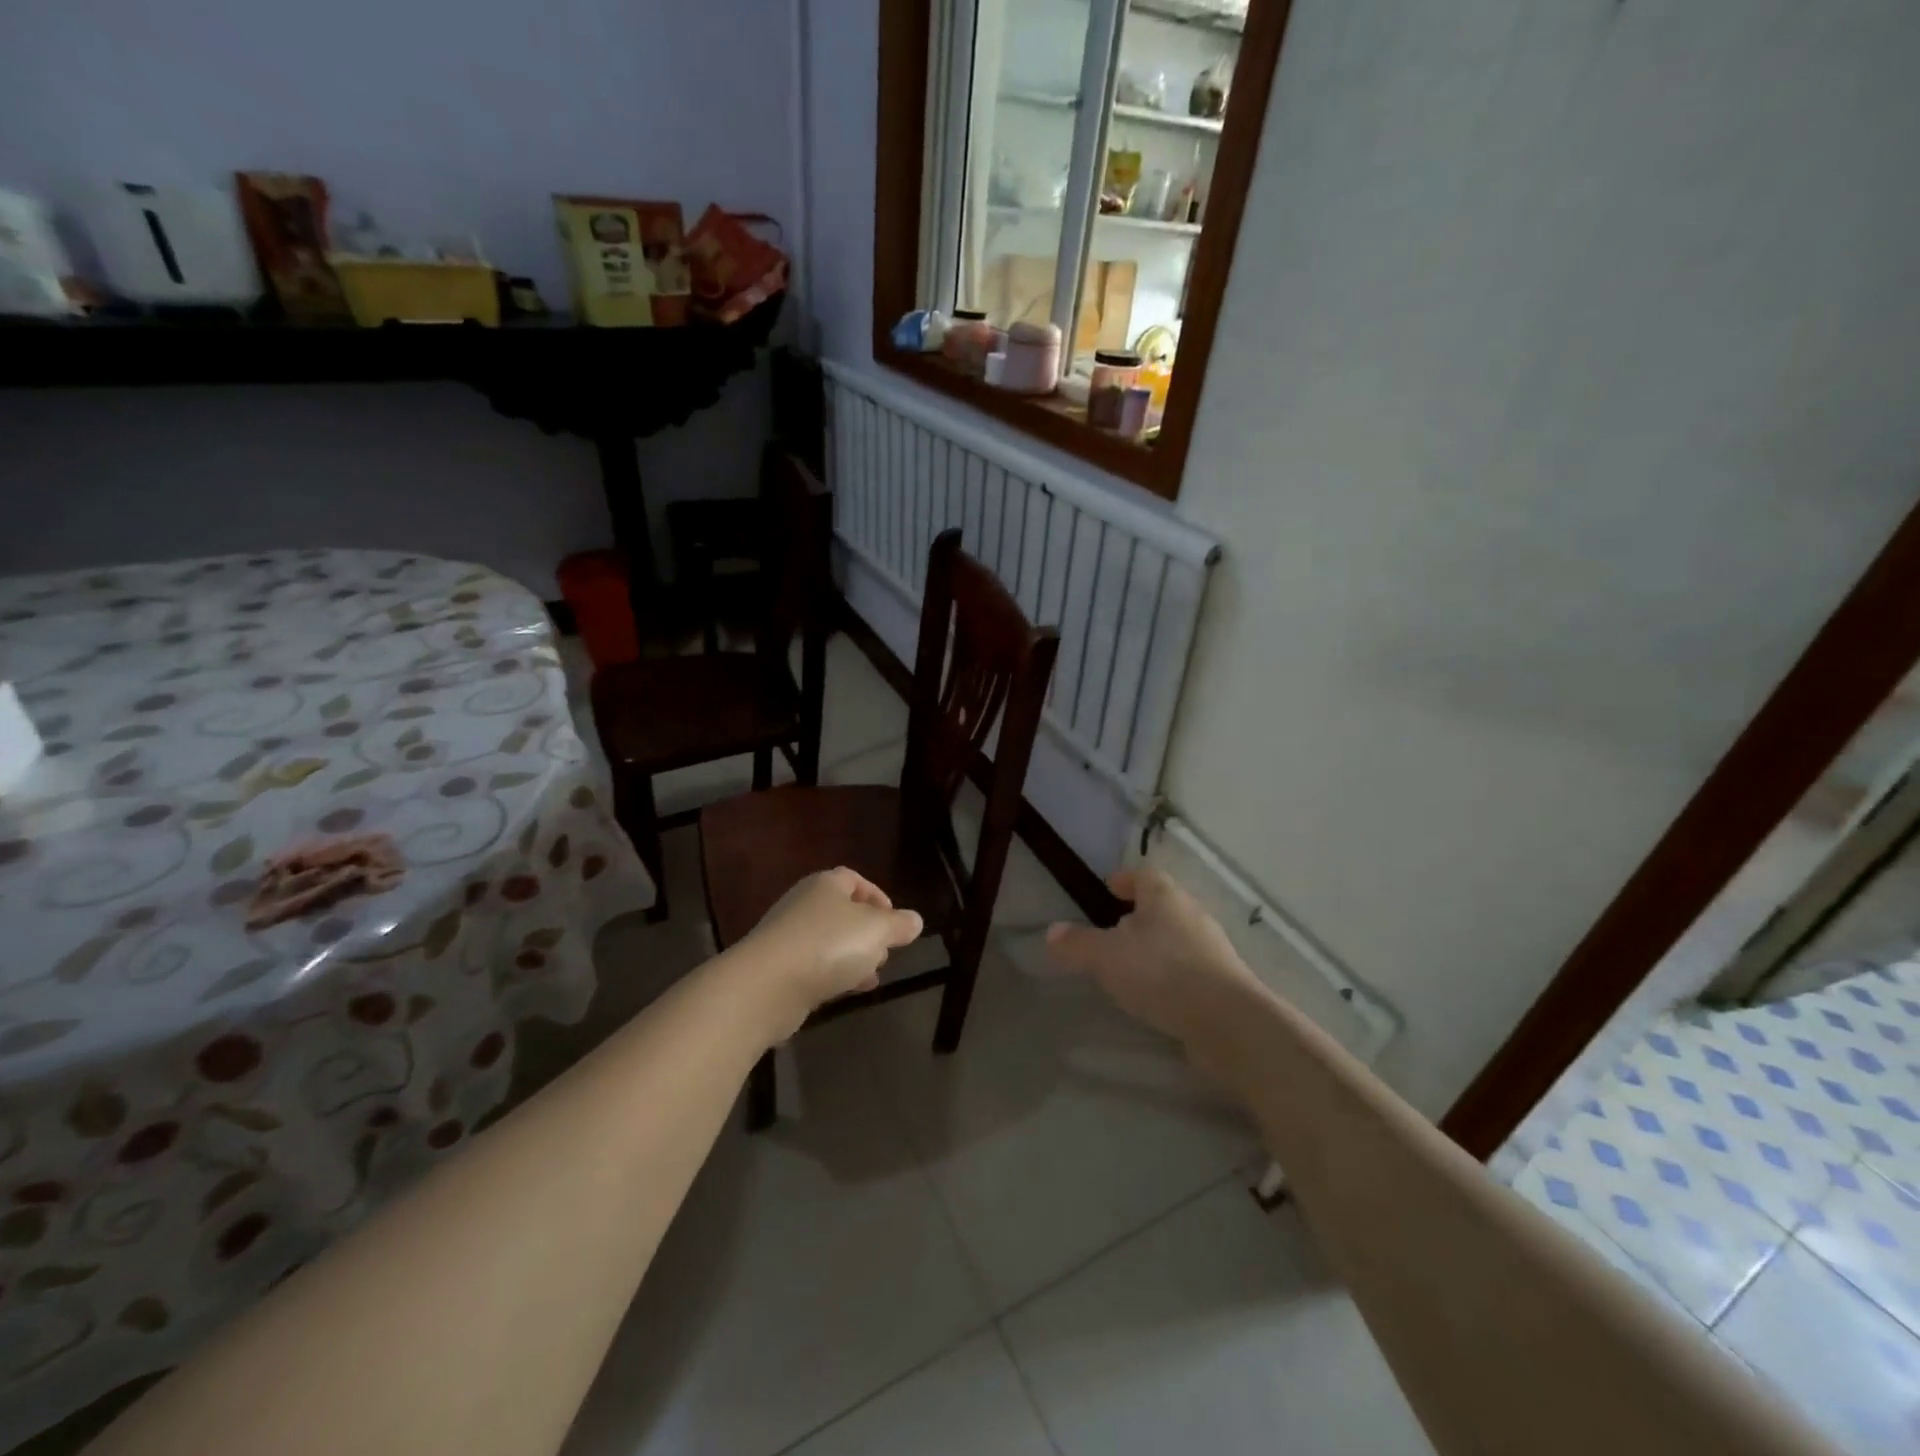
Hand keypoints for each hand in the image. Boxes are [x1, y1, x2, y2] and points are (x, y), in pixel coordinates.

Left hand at [733, 868, 923, 1041]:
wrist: (767, 986)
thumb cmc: (828, 945)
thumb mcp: (877, 931)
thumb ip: (899, 925)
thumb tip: (915, 920)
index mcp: (825, 884)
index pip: (853, 879)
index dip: (877, 896)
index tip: (893, 920)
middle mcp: (803, 903)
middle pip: (841, 911)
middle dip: (866, 931)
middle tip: (885, 950)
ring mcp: (786, 936)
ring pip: (828, 941)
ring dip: (851, 955)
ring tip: (872, 974)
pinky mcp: (777, 968)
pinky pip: (813, 965)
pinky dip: (833, 974)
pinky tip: (848, 990)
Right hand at [1046, 867, 1267, 1048]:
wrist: (1227, 1022)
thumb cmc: (1161, 973)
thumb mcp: (1106, 957)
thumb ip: (1077, 944)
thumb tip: (1051, 932)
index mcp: (1165, 897)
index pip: (1144, 876)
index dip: (1125, 880)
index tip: (1108, 888)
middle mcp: (1192, 915)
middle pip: (1163, 906)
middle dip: (1139, 915)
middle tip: (1113, 929)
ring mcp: (1213, 949)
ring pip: (1177, 937)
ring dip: (1156, 947)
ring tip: (1131, 965)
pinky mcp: (1224, 982)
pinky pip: (1190, 968)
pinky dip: (1171, 974)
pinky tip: (1156, 994)